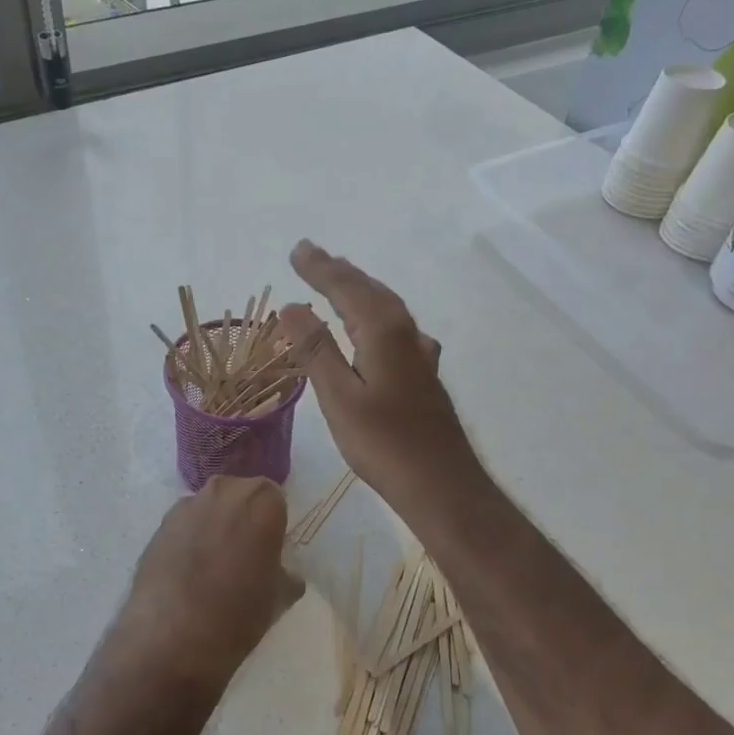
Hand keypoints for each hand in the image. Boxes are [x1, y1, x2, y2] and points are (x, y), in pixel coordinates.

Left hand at [112, 475, 301, 694]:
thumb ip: (286, 574)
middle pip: (239, 496)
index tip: (270, 550)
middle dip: (243, 518)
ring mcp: (186, 506)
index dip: (273, 524)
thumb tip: (284, 573)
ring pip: (209, 509)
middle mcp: (223, 491)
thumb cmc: (239, 611)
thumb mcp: (280, 597)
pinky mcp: (159, 525)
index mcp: (260, 500)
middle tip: (244, 555)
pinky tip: (187, 573)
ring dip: (214, 527)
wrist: (172, 633)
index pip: (274, 499)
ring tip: (212, 566)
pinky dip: (188, 540)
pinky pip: (184, 526)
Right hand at [275, 240, 487, 524]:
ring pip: (385, 308)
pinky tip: (376, 328)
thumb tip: (292, 307)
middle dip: (339, 271)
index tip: (297, 250)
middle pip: (369, 291)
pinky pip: (394, 328)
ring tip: (338, 279)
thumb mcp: (339, 396)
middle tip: (311, 254)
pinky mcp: (423, 375)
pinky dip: (374, 316)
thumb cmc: (384, 443)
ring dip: (359, 290)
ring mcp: (419, 355)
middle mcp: (406, 334)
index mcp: (384, 332)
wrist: (441, 484)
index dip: (320, 269)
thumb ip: (315, 349)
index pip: (346, 288)